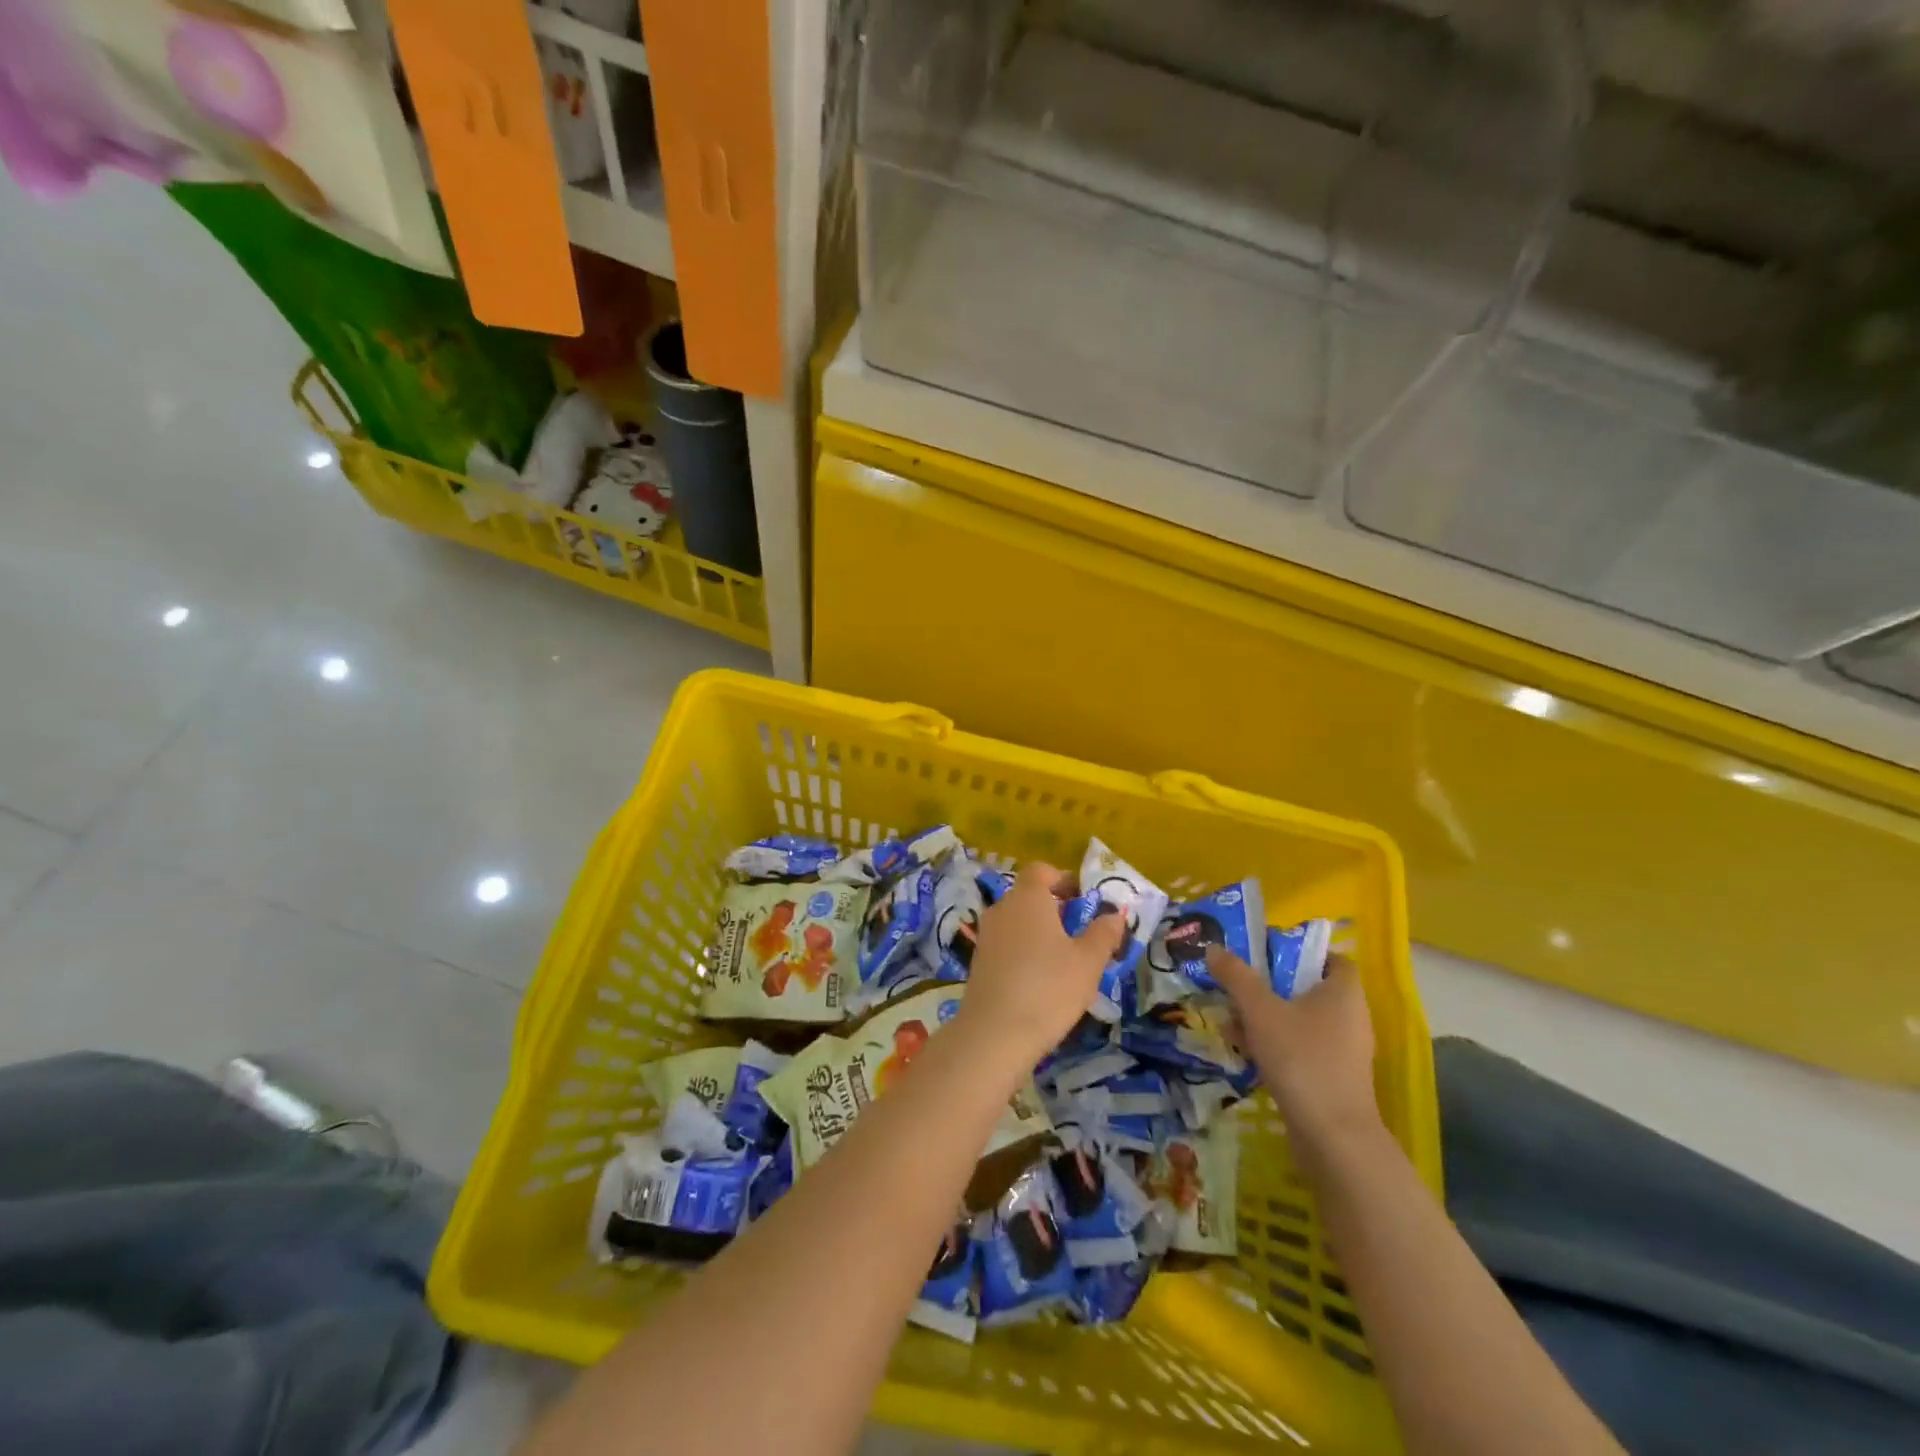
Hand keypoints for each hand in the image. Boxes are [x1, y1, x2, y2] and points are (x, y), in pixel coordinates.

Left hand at [959, 862, 1125, 1067]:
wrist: (994, 1034)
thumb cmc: (1048, 989)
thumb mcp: (1088, 962)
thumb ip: (1104, 933)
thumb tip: (1115, 914)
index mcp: (1027, 897)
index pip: (1041, 870)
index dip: (1063, 879)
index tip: (1084, 899)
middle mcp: (1002, 908)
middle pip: (1028, 895)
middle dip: (1054, 908)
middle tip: (1081, 932)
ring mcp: (986, 935)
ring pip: (1017, 921)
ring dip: (1039, 931)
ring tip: (1064, 960)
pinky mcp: (978, 961)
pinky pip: (1006, 943)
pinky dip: (1023, 951)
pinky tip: (1040, 980)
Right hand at [1206, 947, 1381, 1158]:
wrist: (1333, 1138)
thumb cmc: (1302, 1059)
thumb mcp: (1260, 1011)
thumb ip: (1236, 977)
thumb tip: (1213, 947)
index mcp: (1344, 993)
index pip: (1333, 959)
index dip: (1303, 952)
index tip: (1268, 954)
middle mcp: (1350, 1018)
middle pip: (1310, 990)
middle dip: (1271, 987)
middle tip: (1238, 986)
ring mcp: (1344, 1052)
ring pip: (1302, 1022)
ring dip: (1267, 1018)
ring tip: (1230, 1021)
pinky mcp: (1333, 1080)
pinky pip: (1302, 1049)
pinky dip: (1276, 1045)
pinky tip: (1244, 1052)